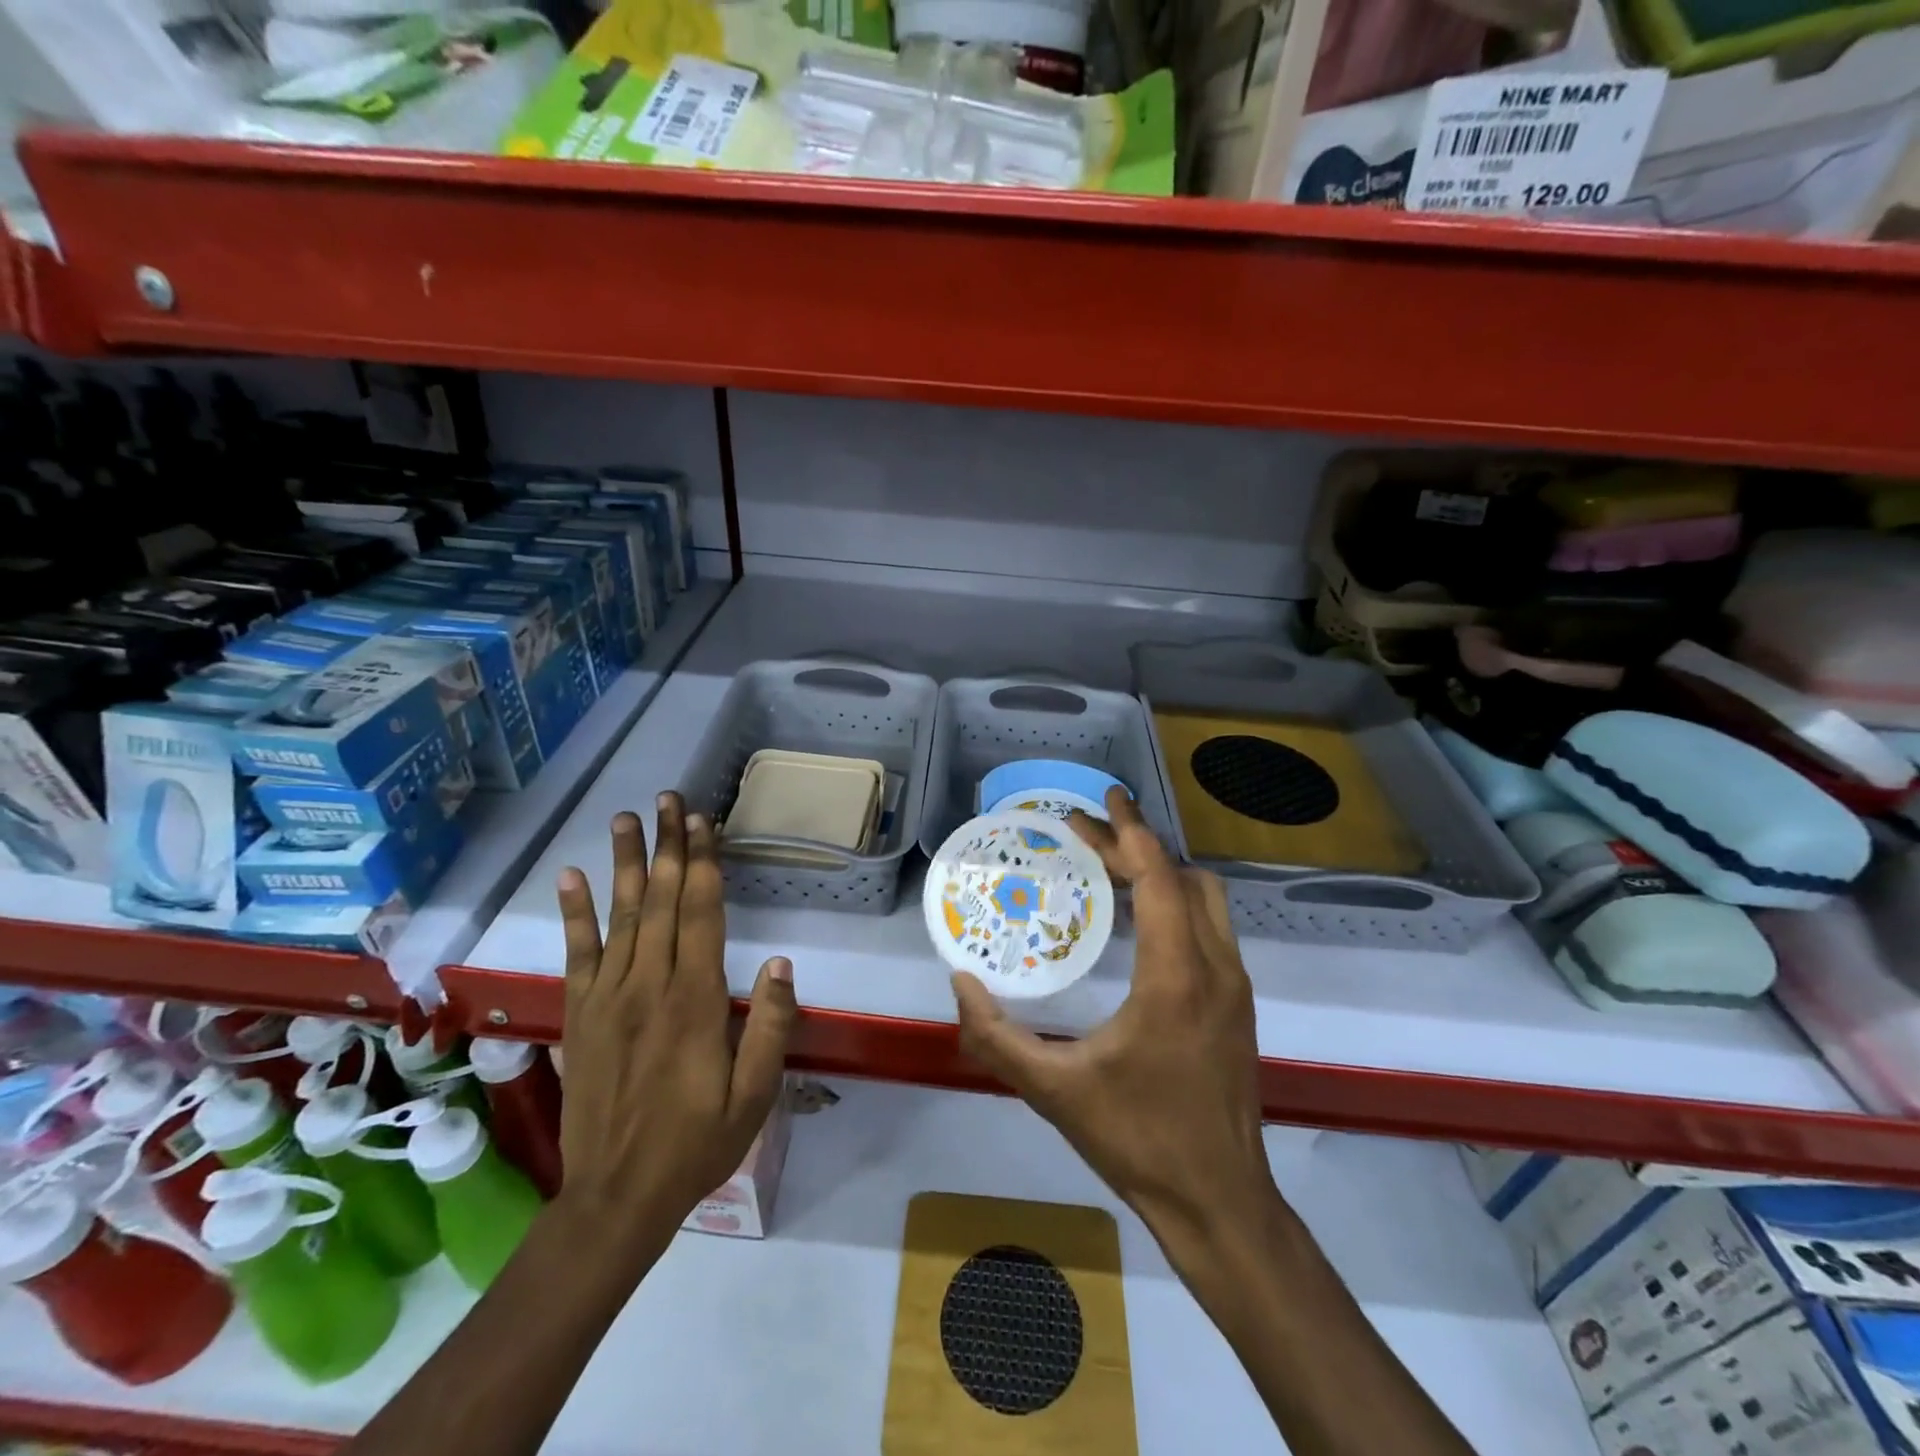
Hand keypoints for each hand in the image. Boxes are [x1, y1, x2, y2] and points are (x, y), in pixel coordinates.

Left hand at [555, 793, 796, 1262]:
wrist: (614, 1198)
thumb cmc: (696, 1143)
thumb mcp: (753, 1094)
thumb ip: (769, 1025)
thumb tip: (779, 961)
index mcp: (694, 1000)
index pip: (700, 914)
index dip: (702, 864)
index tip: (703, 823)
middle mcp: (649, 985)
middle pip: (660, 901)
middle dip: (668, 846)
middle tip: (670, 799)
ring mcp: (608, 997)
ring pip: (620, 916)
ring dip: (625, 863)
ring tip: (627, 818)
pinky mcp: (580, 1014)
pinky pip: (577, 954)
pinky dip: (575, 913)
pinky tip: (572, 877)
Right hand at [951, 788, 1277, 1259]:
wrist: (1221, 1203)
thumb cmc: (1138, 1140)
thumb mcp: (1054, 1090)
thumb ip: (996, 1036)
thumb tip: (960, 984)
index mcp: (1176, 977)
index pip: (1158, 878)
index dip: (1130, 831)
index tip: (1105, 798)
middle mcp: (1216, 968)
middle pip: (1183, 878)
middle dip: (1136, 846)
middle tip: (1085, 835)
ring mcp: (1236, 986)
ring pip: (1207, 899)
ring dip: (1160, 872)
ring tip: (1109, 868)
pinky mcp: (1239, 1004)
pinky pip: (1210, 927)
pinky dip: (1175, 902)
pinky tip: (1138, 920)